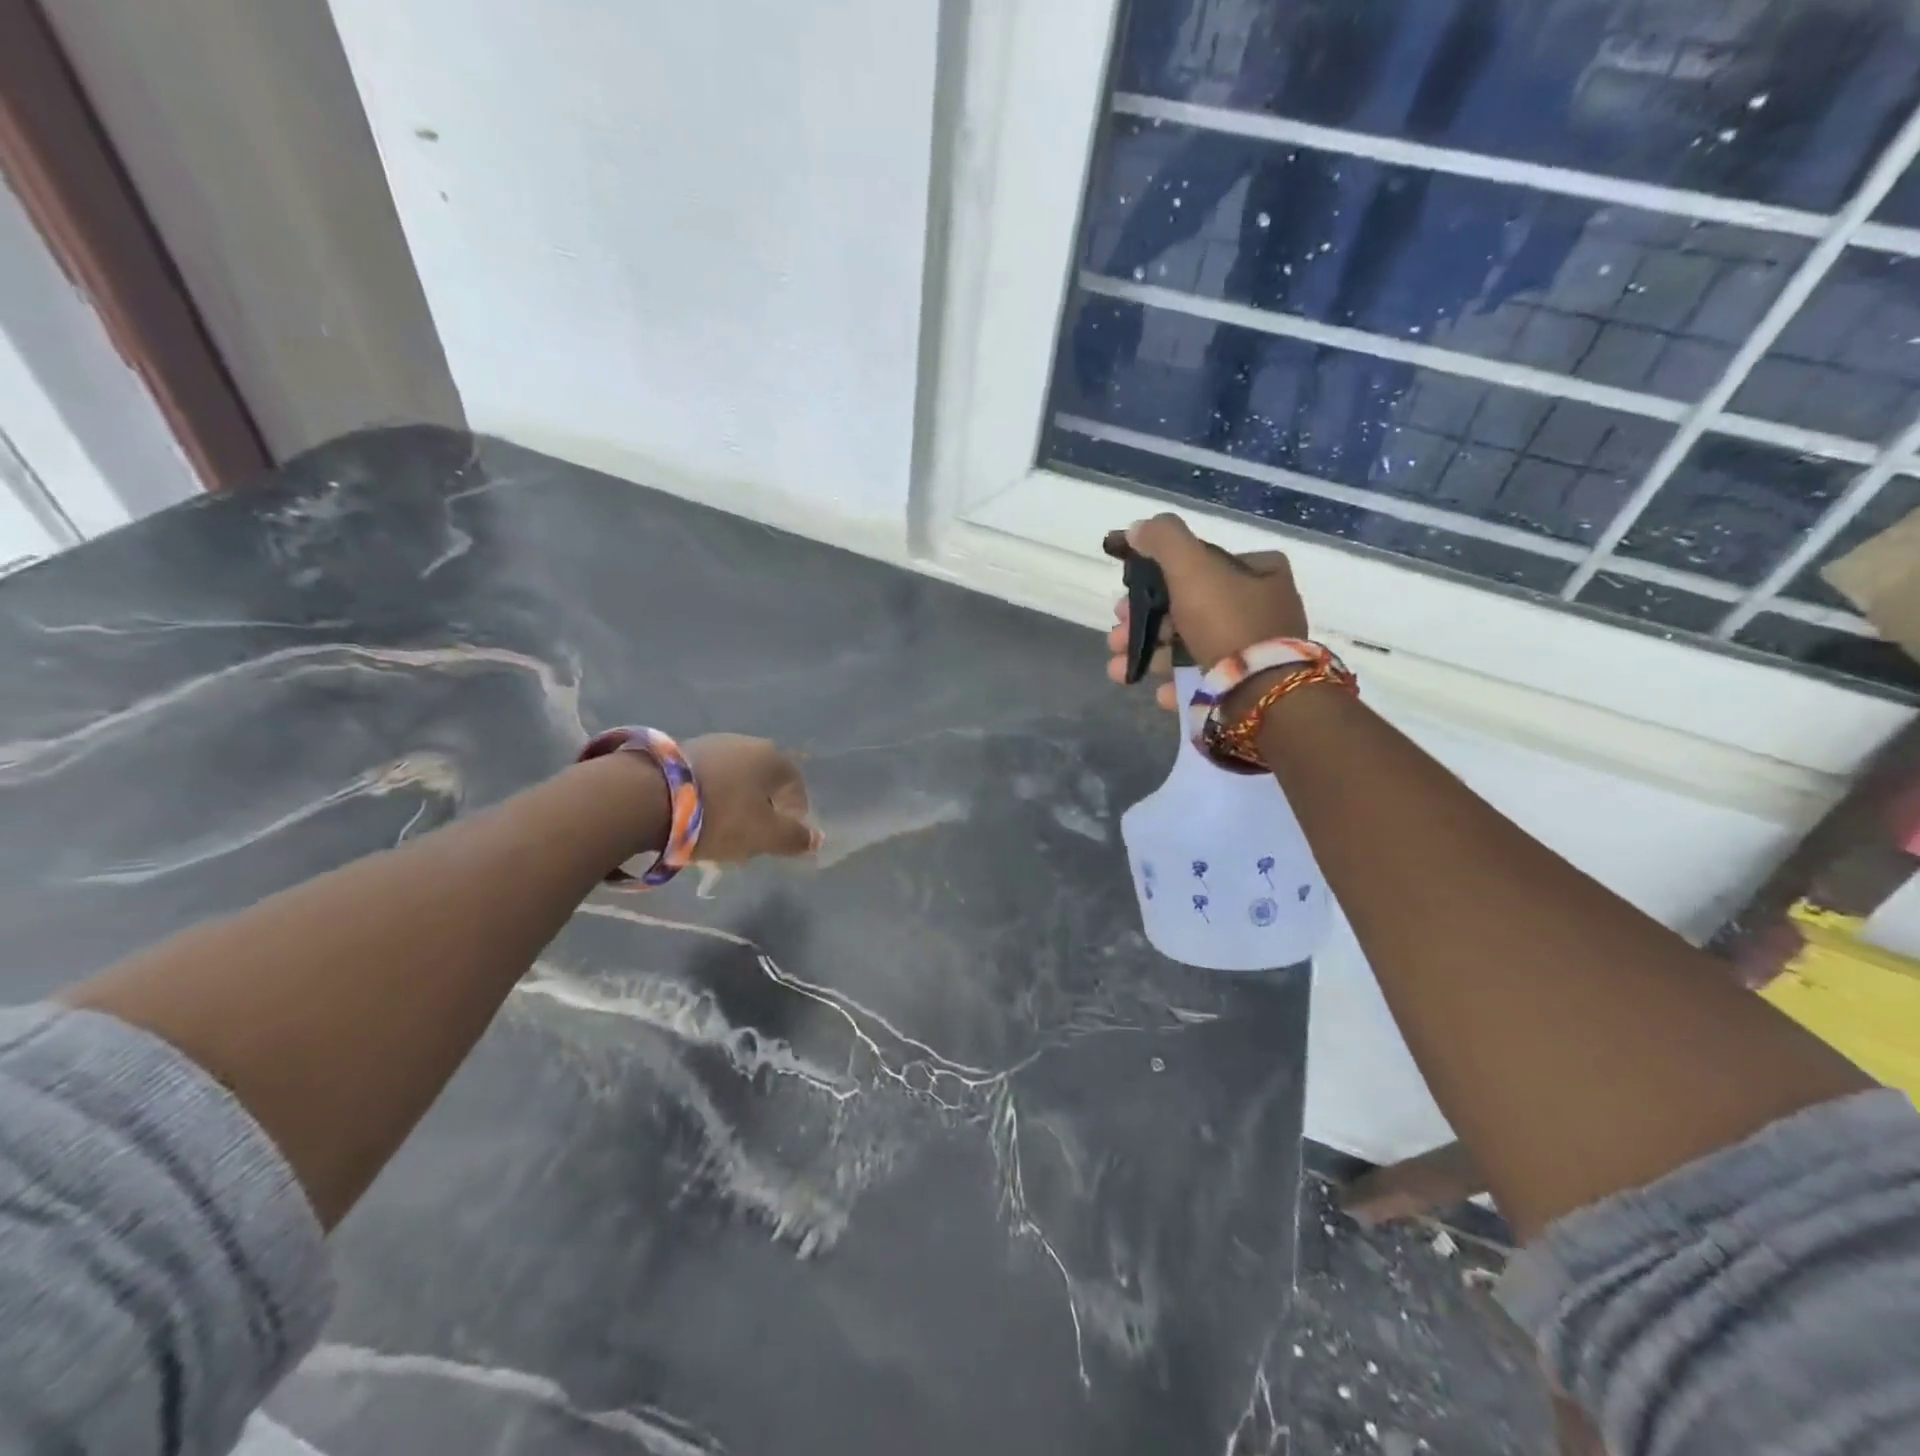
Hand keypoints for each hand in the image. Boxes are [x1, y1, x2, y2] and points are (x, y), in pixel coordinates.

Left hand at [684, 734, 819, 860]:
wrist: (647, 797)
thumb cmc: (720, 816)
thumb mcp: (765, 836)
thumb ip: (794, 838)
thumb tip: (817, 837)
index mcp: (773, 758)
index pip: (796, 787)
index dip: (793, 815)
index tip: (779, 839)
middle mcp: (746, 742)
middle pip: (763, 782)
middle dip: (761, 809)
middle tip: (750, 837)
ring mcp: (711, 743)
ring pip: (733, 779)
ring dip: (733, 802)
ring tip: (718, 830)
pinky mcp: (679, 751)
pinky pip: (706, 779)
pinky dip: (708, 797)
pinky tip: (694, 818)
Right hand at [1104, 514, 1308, 709]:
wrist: (1261, 695)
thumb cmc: (1227, 622)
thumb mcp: (1192, 567)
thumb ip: (1163, 540)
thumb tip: (1137, 529)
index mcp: (1259, 572)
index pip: (1199, 566)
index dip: (1155, 580)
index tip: (1124, 600)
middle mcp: (1262, 608)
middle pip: (1188, 609)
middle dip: (1143, 625)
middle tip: (1115, 638)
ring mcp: (1255, 651)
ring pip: (1189, 648)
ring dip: (1150, 657)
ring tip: (1119, 671)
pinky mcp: (1247, 688)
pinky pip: (1204, 680)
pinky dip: (1177, 684)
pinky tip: (1160, 691)